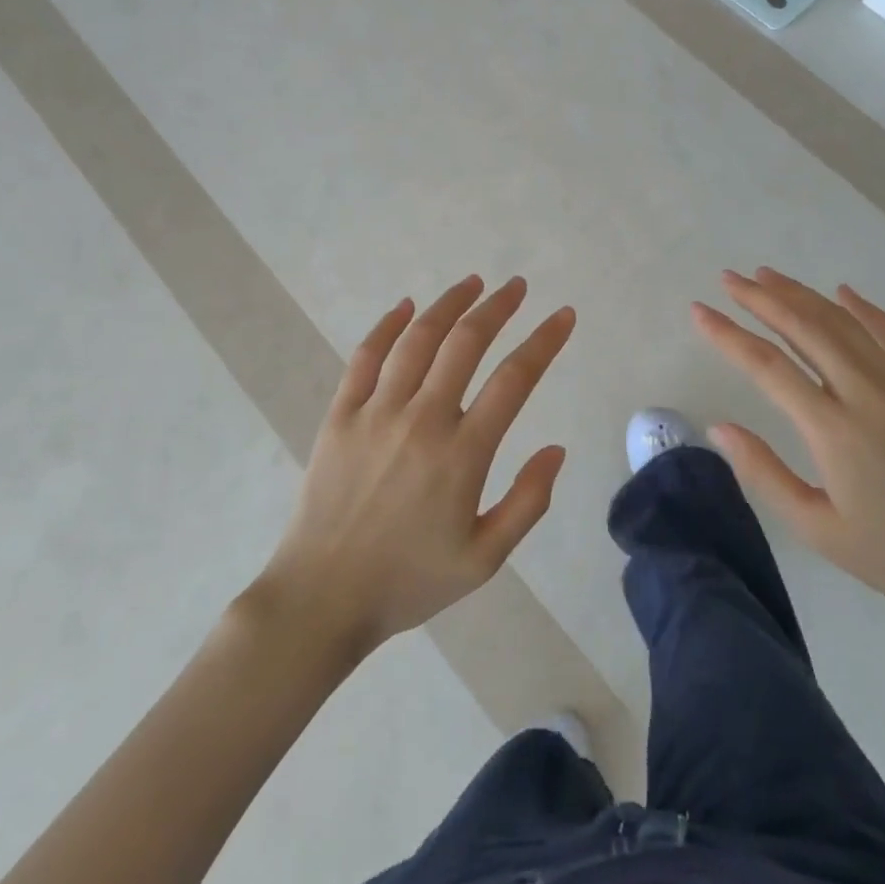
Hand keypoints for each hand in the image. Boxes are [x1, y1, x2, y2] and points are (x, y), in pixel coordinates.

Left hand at [258, 276, 575, 658]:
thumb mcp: (484, 560)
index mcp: (462, 454)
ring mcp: (376, 413)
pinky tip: (405, 307)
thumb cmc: (409, 581)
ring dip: (449, 304)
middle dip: (497, 308)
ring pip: (418, 340)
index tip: (563, 316)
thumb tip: (556, 448)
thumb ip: (527, 502)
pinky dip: (387, 326)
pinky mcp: (340, 416)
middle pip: (466, 343)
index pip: (514, 380)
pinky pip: (365, 358)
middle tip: (517, 287)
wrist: (322, 600)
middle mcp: (421, 420)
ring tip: (473, 283)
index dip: (544, 341)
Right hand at [693, 268, 884, 628]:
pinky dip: (862, 307)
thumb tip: (719, 427)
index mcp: (834, 429)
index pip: (767, 366)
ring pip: (842, 321)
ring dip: (801, 294)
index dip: (728, 334)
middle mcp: (866, 392)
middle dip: (760, 298)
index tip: (699, 311)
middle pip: (803, 327)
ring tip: (767, 275)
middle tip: (728, 279)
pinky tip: (842, 293)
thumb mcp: (818, 529)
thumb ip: (764, 473)